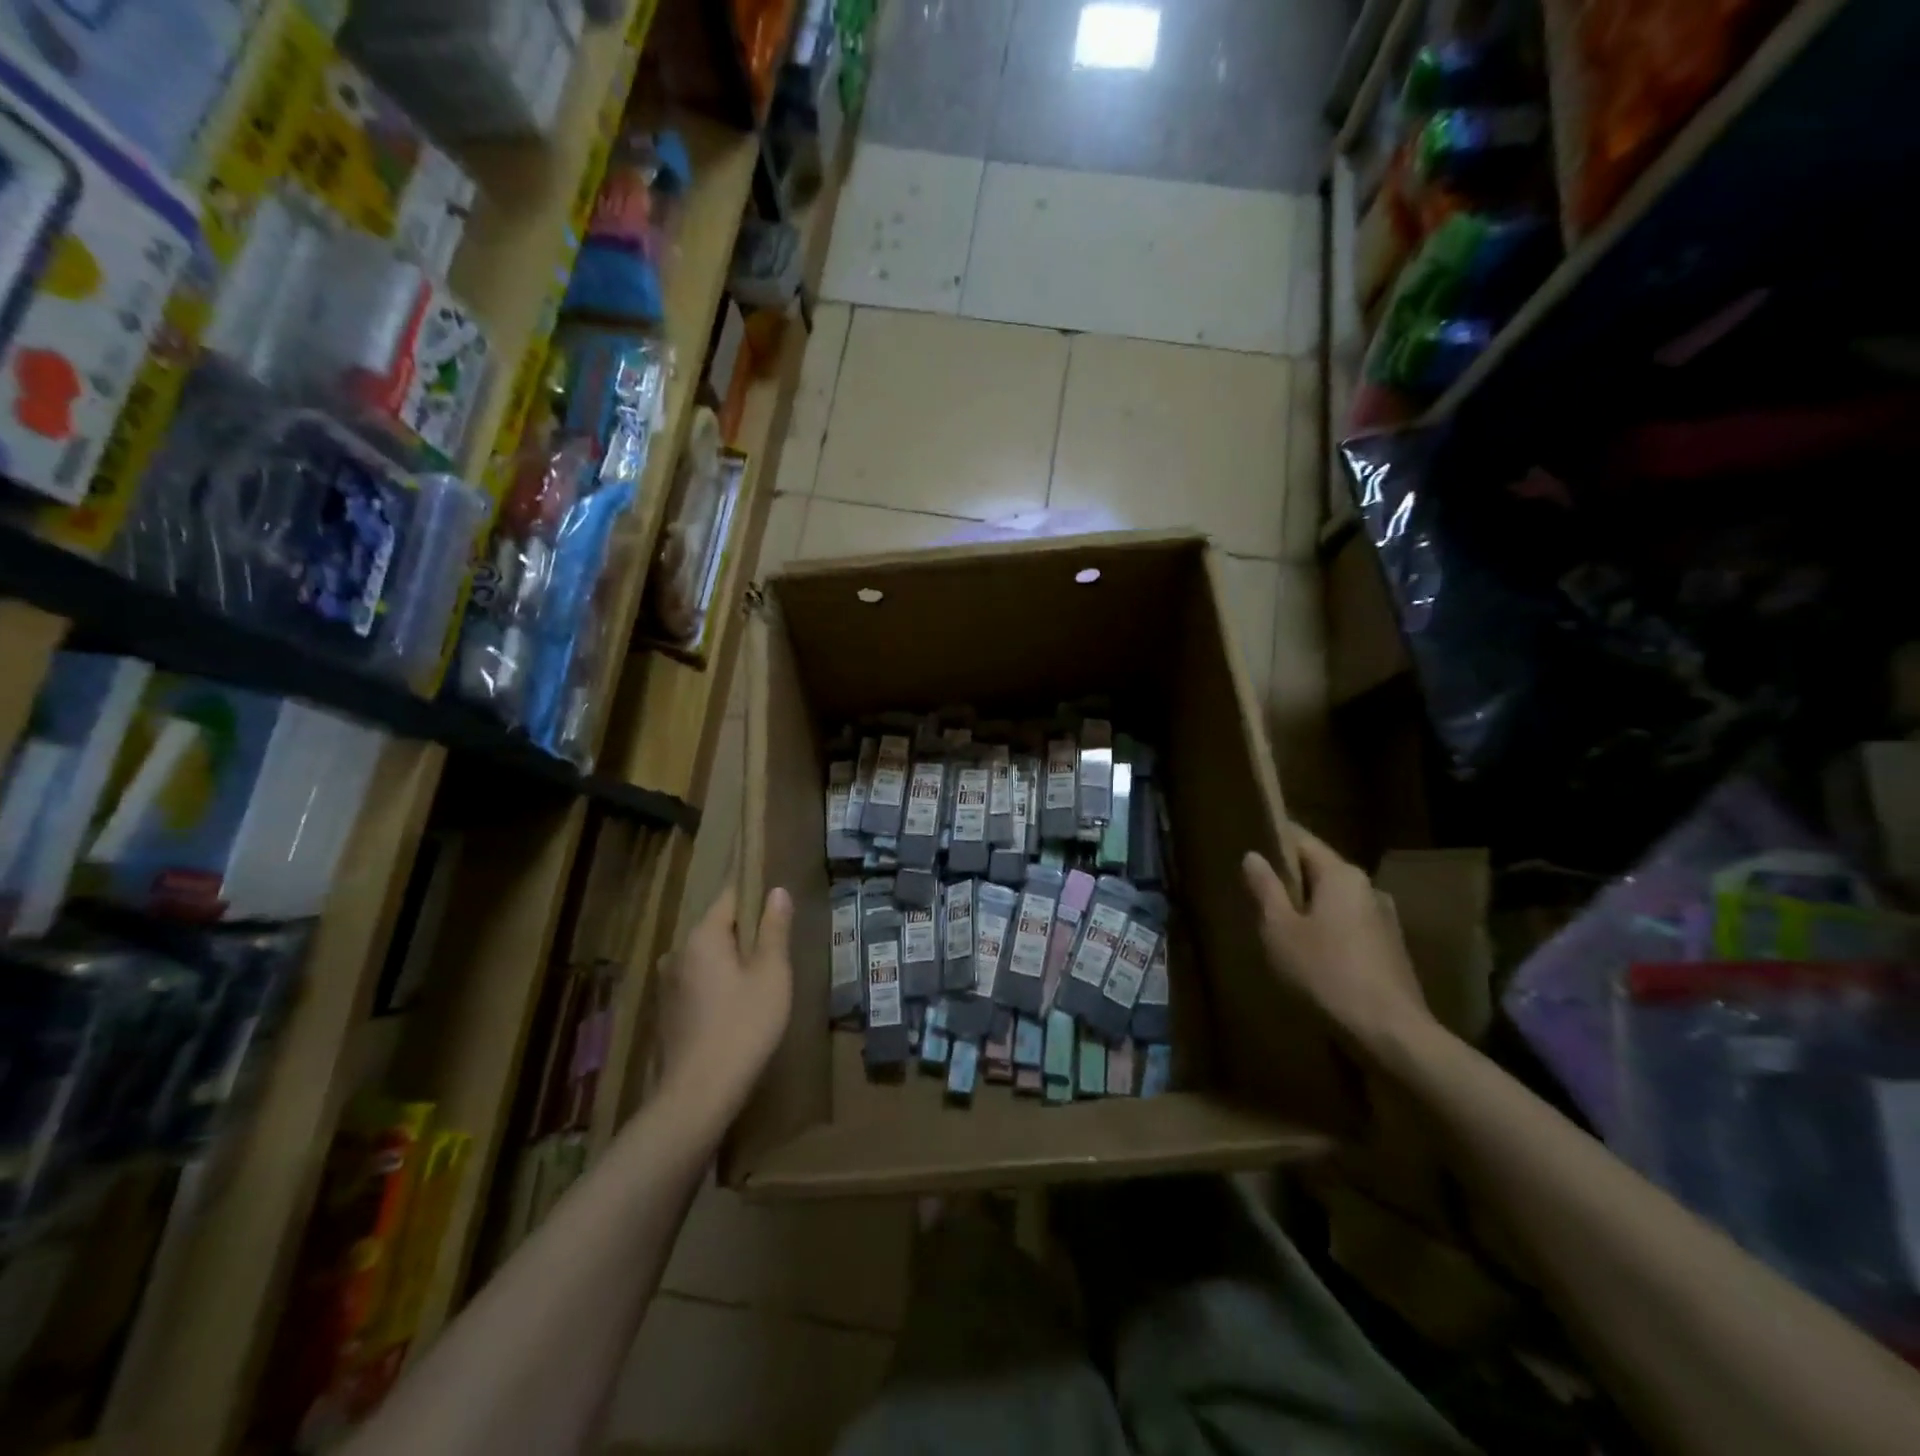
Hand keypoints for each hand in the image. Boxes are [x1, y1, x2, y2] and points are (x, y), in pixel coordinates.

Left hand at [658, 885, 793, 1109]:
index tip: (776, 906)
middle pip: (717, 928)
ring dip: (731, 962)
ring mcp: (668, 984)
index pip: (729, 897)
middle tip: (777, 951)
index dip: (754, 895)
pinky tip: (736, 1008)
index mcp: (702, 936)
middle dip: (745, 933)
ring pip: (707, 958)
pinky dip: (717, 985)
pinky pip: (698, 982)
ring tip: (761, 981)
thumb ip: (774, 930)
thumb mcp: (771, 974)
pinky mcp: (667, 1012)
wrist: (699, 1094)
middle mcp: (678, 952)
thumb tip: (776, 891)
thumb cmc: (744, 1026)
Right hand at [1242, 831, 1433, 1057]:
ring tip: (1280, 925)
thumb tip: (1253, 856)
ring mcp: (1385, 920)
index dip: (1275, 839)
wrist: (1391, 1034)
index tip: (1250, 843)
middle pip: (1321, 870)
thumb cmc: (1326, 973)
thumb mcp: (1279, 930)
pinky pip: (1350, 926)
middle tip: (1257, 890)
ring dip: (1309, 907)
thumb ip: (1266, 889)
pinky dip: (1327, 930)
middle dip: (1291, 878)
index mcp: (1342, 875)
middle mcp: (1368, 888)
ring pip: (1336, 901)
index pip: (1303, 840)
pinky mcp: (1391, 950)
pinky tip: (1311, 954)